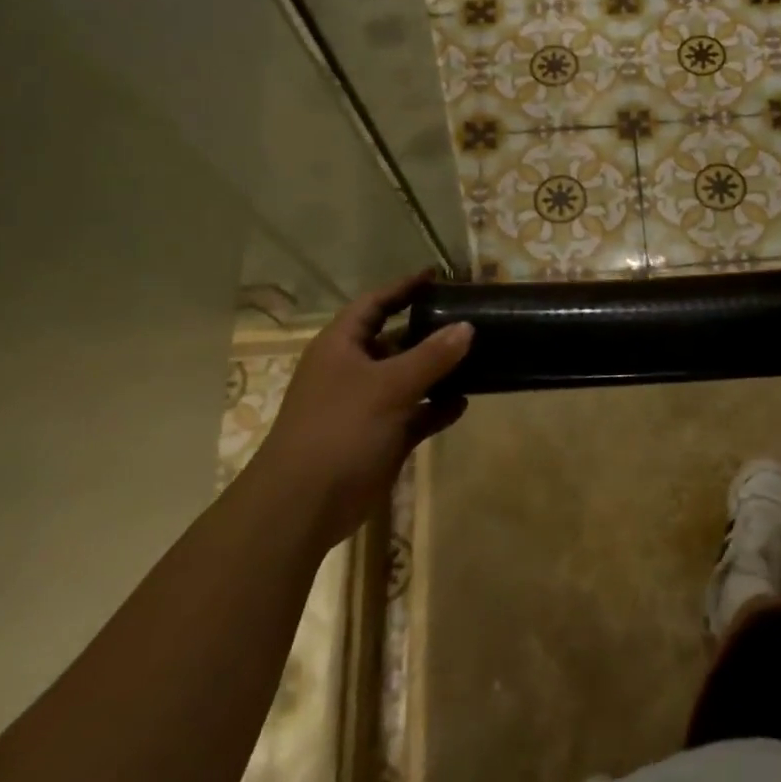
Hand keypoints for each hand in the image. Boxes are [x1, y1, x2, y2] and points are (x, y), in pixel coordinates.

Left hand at [262, 273, 473, 539]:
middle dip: (429, 330)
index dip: (404, 287)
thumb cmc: (340, 429)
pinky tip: (463, 404)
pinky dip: (436, 408)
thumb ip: (431, 355)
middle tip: (468, 319)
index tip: (437, 276)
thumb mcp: (389, 386)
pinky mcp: (380, 437)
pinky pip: (414, 414)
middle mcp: (352, 370)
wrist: (303, 505)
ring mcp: (366, 406)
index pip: (374, 304)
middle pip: (394, 340)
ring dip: (437, 371)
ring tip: (477, 358)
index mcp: (341, 346)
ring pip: (408, 378)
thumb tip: (467, 327)